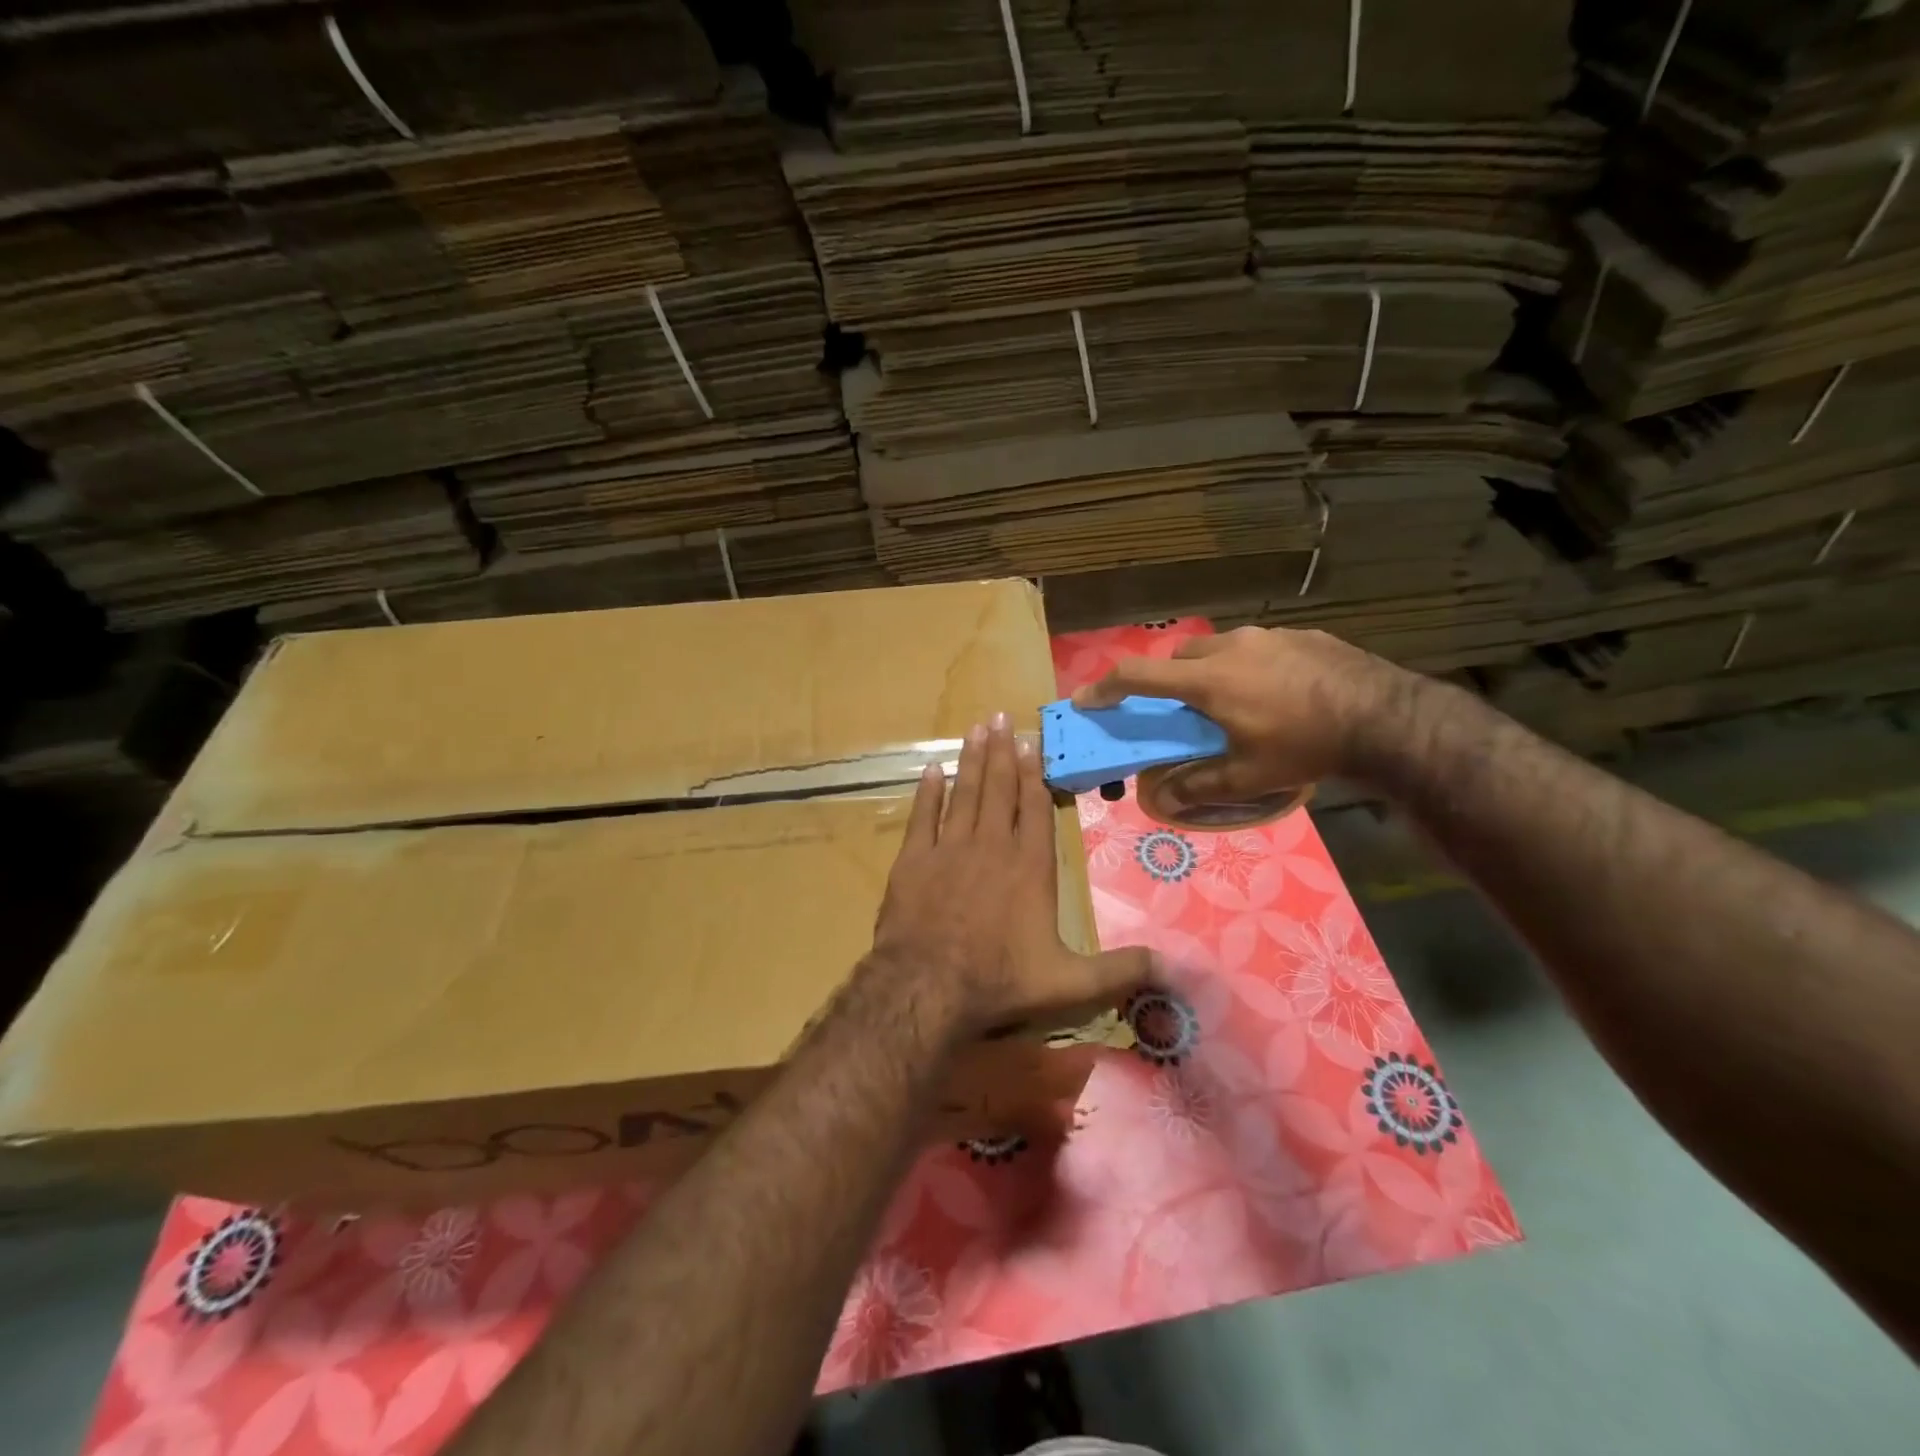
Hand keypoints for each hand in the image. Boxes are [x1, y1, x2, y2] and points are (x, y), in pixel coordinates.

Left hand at [872, 712, 1154, 1034]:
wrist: (927, 988)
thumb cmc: (1000, 981)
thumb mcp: (1070, 984)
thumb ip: (1119, 970)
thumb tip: (1174, 967)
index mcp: (1029, 867)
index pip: (1035, 809)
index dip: (1033, 775)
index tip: (1031, 743)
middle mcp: (991, 847)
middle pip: (999, 790)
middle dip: (1002, 752)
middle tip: (1001, 717)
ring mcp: (948, 850)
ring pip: (963, 794)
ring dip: (971, 760)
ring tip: (976, 729)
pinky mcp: (913, 861)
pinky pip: (921, 816)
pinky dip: (927, 792)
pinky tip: (931, 769)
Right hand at [1071, 626, 1417, 801]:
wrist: (1385, 717)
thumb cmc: (1306, 746)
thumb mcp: (1249, 776)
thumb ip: (1199, 786)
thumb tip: (1163, 800)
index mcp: (1208, 681)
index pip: (1138, 676)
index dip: (1105, 687)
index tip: (1086, 699)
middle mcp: (1230, 648)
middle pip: (1178, 658)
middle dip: (1167, 681)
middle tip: (1180, 711)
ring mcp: (1267, 636)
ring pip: (1218, 648)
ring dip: (1210, 671)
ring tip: (1233, 702)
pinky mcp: (1300, 634)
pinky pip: (1257, 647)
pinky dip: (1248, 666)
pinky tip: (1275, 692)